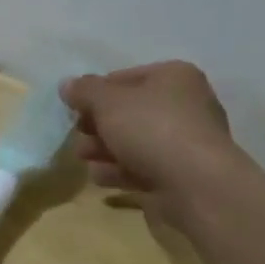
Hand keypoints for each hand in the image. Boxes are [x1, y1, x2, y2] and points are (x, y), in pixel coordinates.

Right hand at [61, 61, 252, 222]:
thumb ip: (84, 91)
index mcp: (174, 77)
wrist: (197, 186)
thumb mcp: (107, 101)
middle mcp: (185, 105)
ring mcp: (187, 143)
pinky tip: (99, 177)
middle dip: (99, 124)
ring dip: (105, 149)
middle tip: (78, 134)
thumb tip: (67, 85)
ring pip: (135, 141)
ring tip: (83, 158)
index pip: (124, 78)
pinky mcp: (183, 176)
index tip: (75, 108)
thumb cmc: (152, 128)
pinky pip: (145, 167)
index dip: (95, 92)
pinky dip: (120, 170)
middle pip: (129, 111)